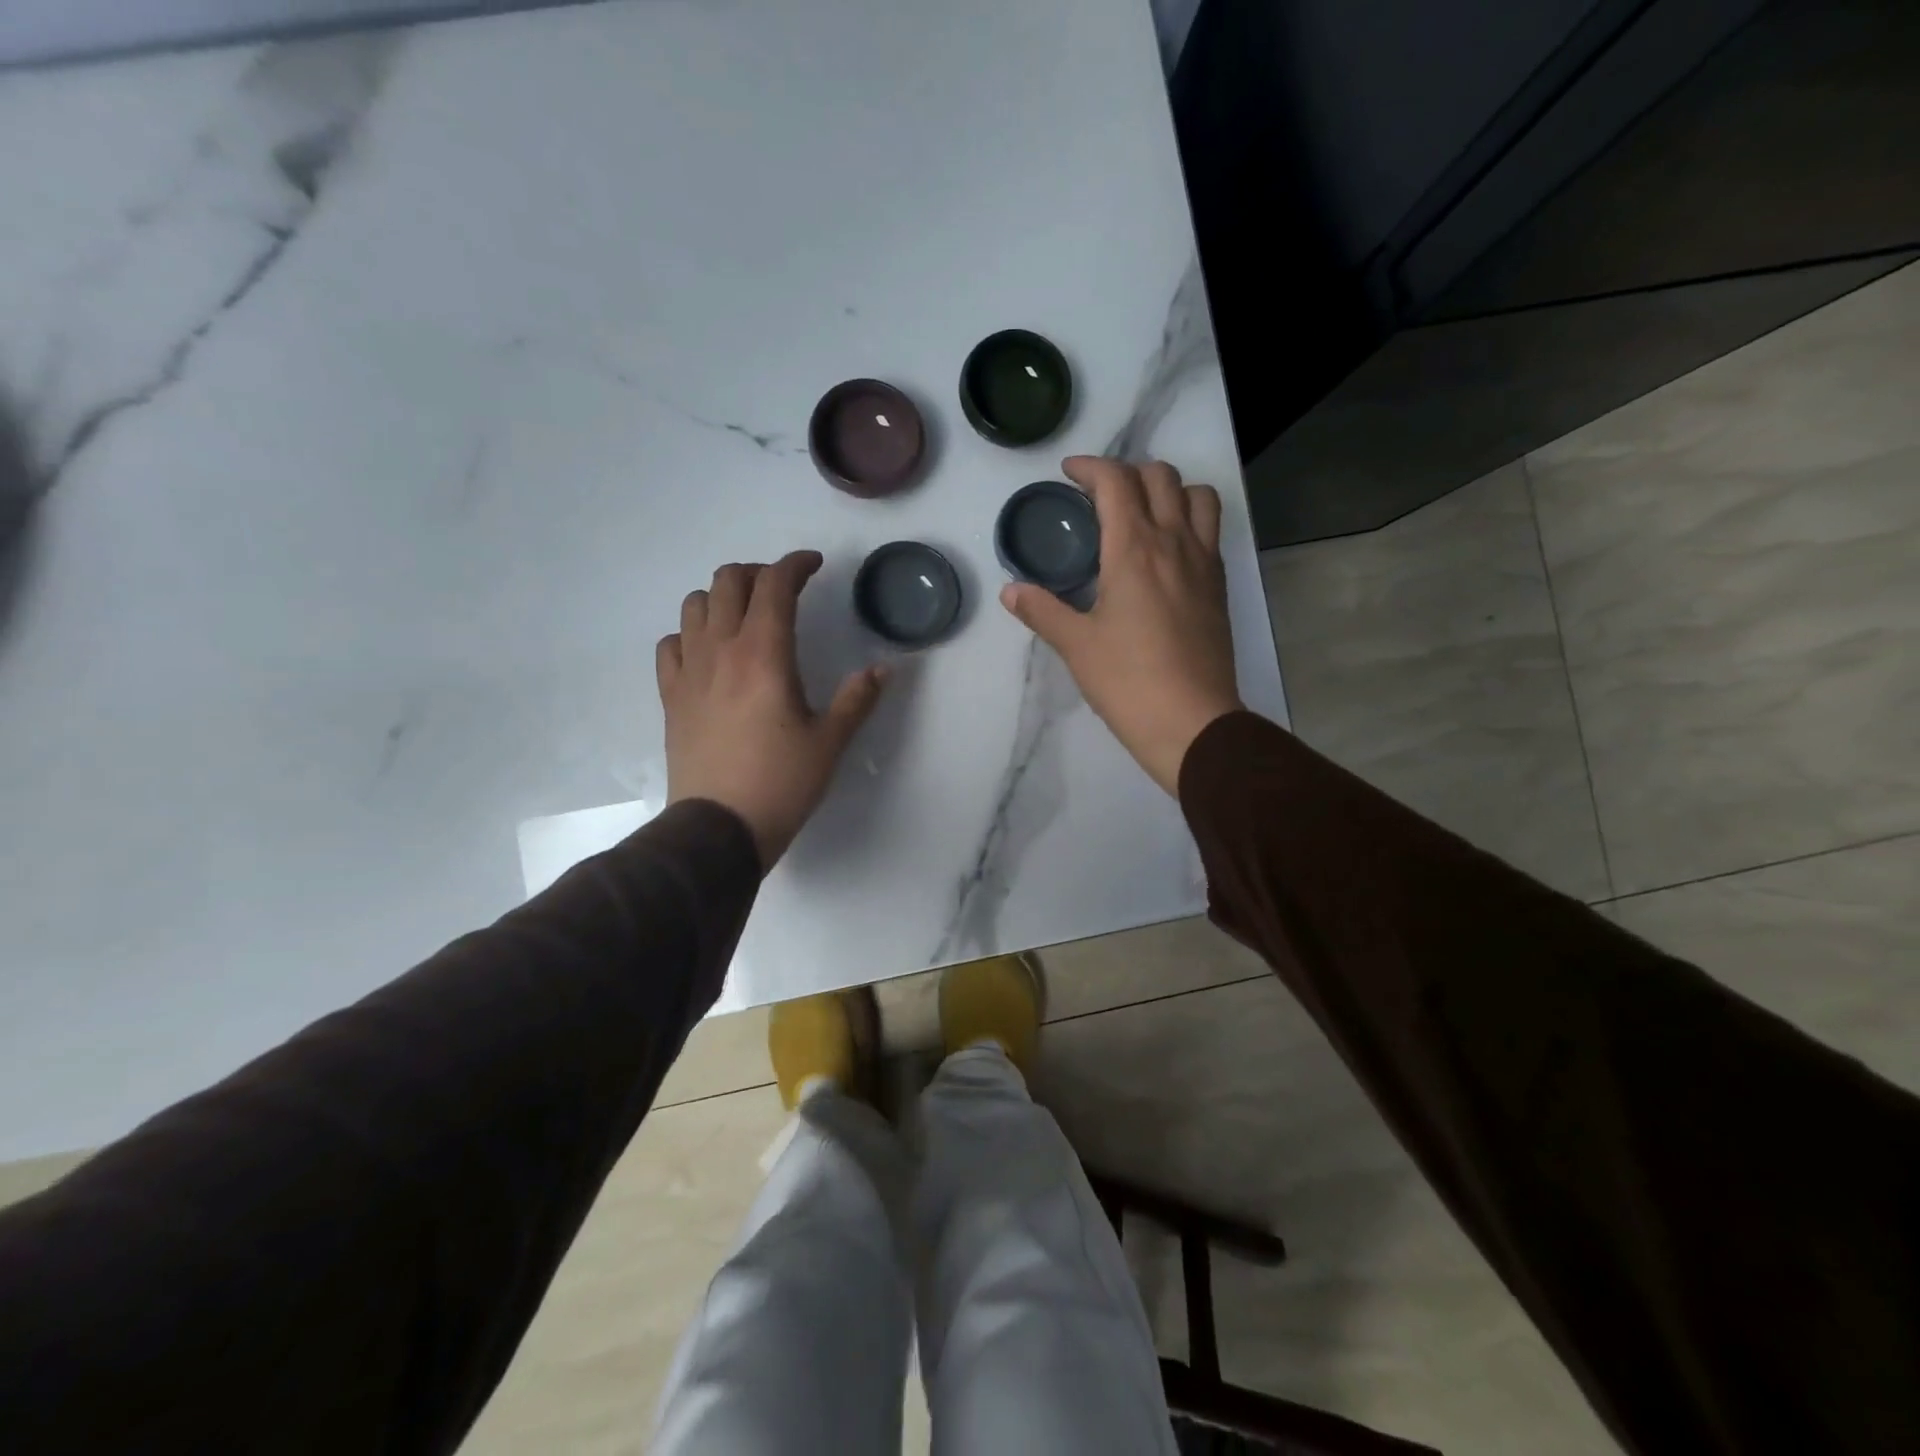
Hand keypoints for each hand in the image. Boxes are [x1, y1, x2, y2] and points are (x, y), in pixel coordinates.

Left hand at [658, 551, 886, 869]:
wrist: (719, 828)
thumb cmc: (781, 783)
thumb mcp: (830, 741)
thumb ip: (857, 698)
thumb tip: (885, 668)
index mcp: (765, 654)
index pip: (775, 584)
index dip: (796, 564)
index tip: (814, 565)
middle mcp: (721, 650)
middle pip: (728, 581)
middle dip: (759, 573)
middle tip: (783, 592)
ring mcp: (689, 671)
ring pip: (694, 604)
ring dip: (722, 597)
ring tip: (745, 616)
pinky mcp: (670, 695)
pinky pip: (671, 644)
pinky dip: (690, 634)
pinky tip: (707, 653)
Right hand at [1000, 456, 1241, 794]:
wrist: (1192, 722)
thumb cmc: (1127, 682)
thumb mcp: (1076, 646)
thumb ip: (1042, 610)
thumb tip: (1010, 591)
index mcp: (1134, 549)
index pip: (1116, 482)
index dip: (1090, 467)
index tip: (1069, 473)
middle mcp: (1174, 543)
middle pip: (1161, 476)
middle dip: (1127, 472)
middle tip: (1100, 495)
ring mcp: (1204, 563)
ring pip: (1197, 496)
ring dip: (1169, 489)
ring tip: (1143, 511)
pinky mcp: (1219, 587)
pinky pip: (1210, 530)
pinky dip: (1189, 519)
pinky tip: (1166, 551)